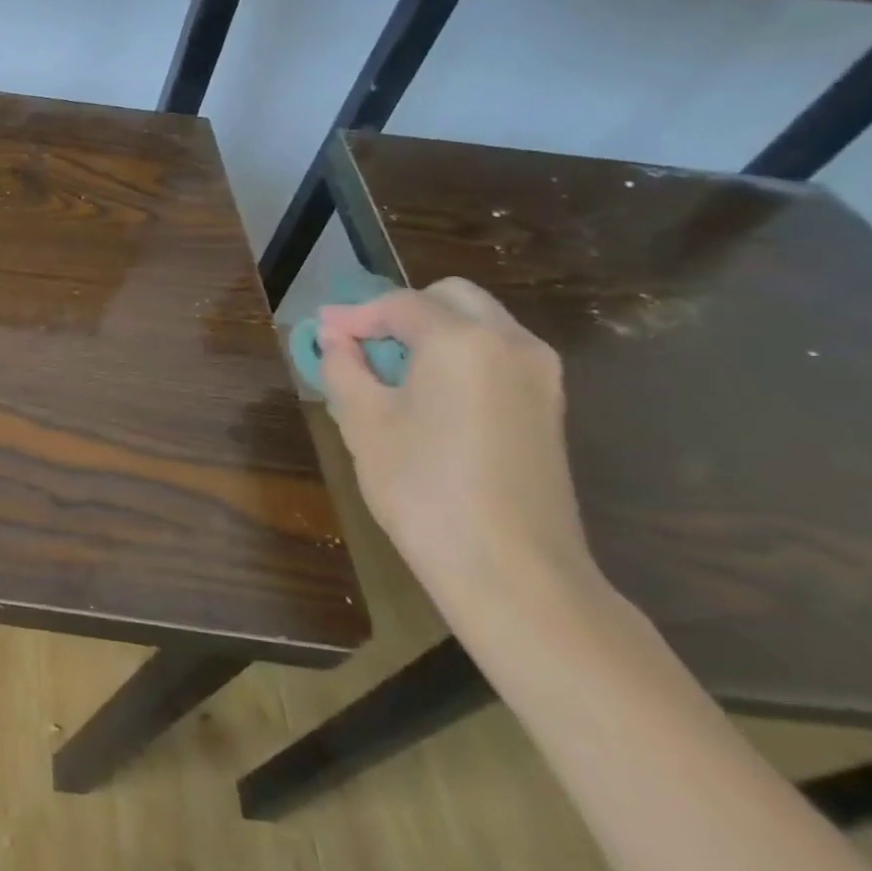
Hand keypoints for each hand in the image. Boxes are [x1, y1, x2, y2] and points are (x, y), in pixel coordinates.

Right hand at [318, 278, 596, 621]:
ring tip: (389, 373)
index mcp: (462, 340)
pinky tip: (428, 396)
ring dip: (430, 334)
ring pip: (478, 324)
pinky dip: (458, 357)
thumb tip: (334, 338)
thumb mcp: (363, 421)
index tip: (322, 335)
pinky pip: (496, 355)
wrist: (512, 571)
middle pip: (449, 298)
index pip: (399, 304)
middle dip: (399, 313)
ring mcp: (540, 375)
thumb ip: (343, 366)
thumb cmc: (423, 488)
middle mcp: (511, 343)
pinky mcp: (549, 406)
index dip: (354, 316)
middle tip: (360, 347)